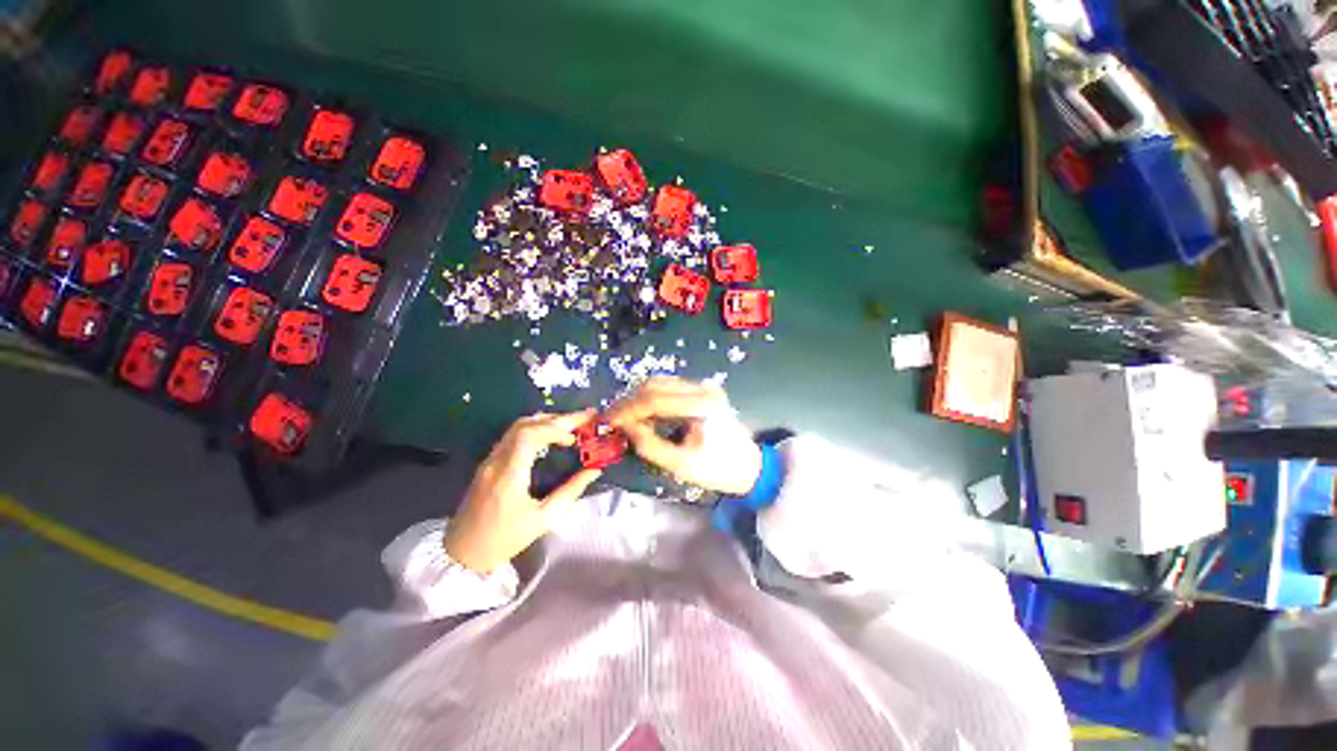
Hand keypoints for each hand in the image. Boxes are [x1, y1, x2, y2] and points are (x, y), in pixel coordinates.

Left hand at [444, 410, 601, 572]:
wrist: (463, 553)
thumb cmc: (506, 540)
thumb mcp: (544, 519)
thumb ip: (571, 491)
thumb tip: (595, 470)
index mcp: (509, 477)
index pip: (528, 436)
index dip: (554, 429)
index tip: (575, 437)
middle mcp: (495, 462)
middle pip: (524, 425)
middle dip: (557, 419)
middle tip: (583, 418)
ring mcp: (489, 460)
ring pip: (517, 427)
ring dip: (546, 421)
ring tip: (571, 423)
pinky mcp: (488, 462)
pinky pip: (512, 435)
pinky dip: (536, 428)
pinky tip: (551, 433)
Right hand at [607, 377, 761, 494]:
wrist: (750, 466)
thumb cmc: (718, 469)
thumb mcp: (681, 464)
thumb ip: (650, 445)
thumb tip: (625, 427)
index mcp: (702, 406)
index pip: (655, 399)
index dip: (628, 409)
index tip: (609, 421)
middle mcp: (703, 389)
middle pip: (656, 385)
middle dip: (630, 401)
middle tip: (612, 418)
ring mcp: (704, 387)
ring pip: (661, 383)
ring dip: (639, 398)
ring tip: (624, 417)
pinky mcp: (702, 391)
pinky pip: (670, 388)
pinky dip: (652, 398)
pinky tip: (643, 413)